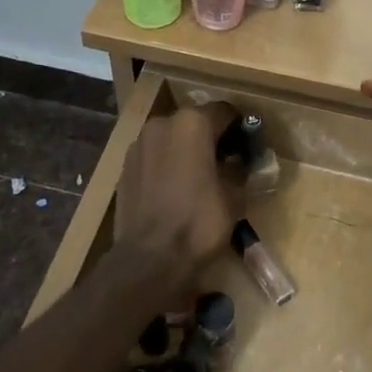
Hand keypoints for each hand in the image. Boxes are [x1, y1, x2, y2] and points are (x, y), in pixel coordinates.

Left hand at [113, 102, 238, 281]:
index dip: (239, 128)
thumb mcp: (234, 196)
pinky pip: (154, 156)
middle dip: (210, 138)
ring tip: (198, 177)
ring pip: (171, 138)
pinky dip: (166, 164)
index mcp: (193, 123)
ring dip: (186, 150)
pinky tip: (175, 189)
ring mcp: (139, 144)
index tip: (247, 147)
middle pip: (194, 122)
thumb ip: (239, 170)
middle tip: (225, 163)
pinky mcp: (124, 166)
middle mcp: (163, 123)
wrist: (149, 259)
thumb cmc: (199, 222)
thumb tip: (238, 163)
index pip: (225, 112)